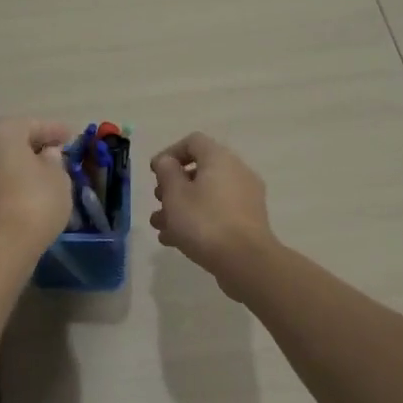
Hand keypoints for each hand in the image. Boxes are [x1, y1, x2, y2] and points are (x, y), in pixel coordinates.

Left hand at [0, 117, 74, 257]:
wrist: (1, 244)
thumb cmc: (36, 201)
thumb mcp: (58, 177)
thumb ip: (54, 160)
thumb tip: (47, 155)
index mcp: (1, 131)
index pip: (33, 125)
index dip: (55, 130)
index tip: (72, 136)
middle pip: (12, 139)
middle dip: (34, 144)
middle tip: (58, 150)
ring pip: (1, 159)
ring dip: (21, 162)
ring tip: (45, 170)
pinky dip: (11, 178)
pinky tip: (29, 187)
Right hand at [149, 133, 276, 293]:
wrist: (245, 261)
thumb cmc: (204, 222)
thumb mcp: (175, 194)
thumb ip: (167, 172)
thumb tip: (167, 162)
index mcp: (220, 159)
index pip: (193, 141)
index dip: (170, 153)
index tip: (154, 173)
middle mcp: (237, 172)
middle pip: (200, 170)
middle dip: (173, 186)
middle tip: (158, 201)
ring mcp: (246, 198)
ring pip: (207, 195)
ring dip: (181, 207)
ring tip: (160, 226)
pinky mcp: (248, 221)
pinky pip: (218, 213)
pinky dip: (197, 220)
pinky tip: (176, 241)